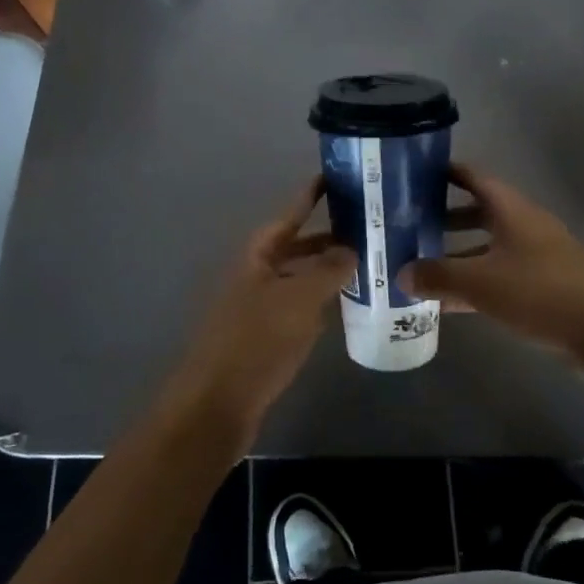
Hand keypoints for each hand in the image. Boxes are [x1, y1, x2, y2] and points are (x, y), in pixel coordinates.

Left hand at [162, 179, 355, 449]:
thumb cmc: (255, 341)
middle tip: (367, 227)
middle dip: (327, 237)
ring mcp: (261, 308)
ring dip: (328, 271)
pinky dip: (322, 303)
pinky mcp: (267, 339)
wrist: (216, 406)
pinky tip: (347, 307)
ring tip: (367, 264)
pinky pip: (300, 309)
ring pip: (300, 279)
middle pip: (296, 247)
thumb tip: (351, 247)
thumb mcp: (298, 299)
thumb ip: (327, 270)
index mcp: (258, 256)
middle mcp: (258, 275)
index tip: (334, 177)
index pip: (289, 215)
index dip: (310, 196)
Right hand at [403, 164, 583, 362]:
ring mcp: (536, 256)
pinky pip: (500, 276)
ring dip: (458, 254)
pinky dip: (476, 282)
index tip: (415, 174)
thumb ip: (439, 276)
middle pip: (478, 212)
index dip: (445, 172)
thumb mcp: (482, 283)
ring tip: (421, 264)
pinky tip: (450, 303)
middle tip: (410, 224)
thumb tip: (401, 273)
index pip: (473, 177)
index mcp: (511, 209)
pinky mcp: (544, 286)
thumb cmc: (541, 292)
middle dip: (445, 217)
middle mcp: (524, 225)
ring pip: (488, 246)